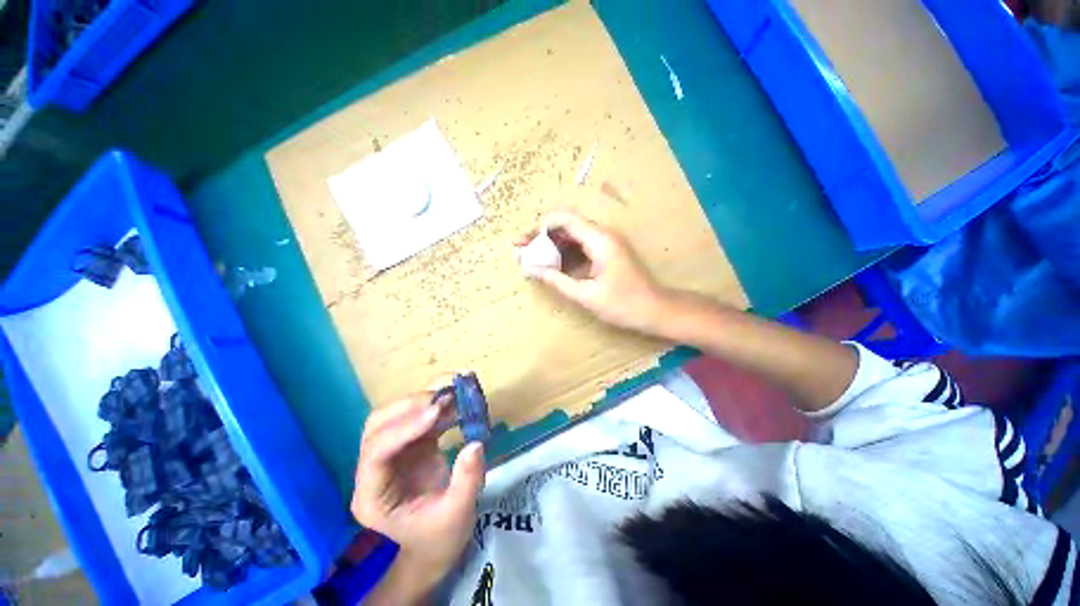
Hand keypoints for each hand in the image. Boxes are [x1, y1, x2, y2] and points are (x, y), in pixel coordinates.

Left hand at [351, 383, 485, 594]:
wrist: (435, 543)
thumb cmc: (440, 538)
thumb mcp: (457, 516)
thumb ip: (467, 480)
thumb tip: (476, 443)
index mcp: (373, 496)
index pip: (377, 453)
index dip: (405, 427)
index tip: (437, 411)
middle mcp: (377, 468)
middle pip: (380, 425)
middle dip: (413, 406)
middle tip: (446, 396)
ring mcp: (394, 452)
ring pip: (399, 413)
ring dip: (428, 397)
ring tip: (457, 388)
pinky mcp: (412, 442)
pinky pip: (423, 414)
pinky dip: (441, 401)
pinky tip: (460, 394)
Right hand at [517, 212, 670, 334]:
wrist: (655, 310)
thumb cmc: (623, 304)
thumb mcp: (586, 295)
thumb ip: (557, 281)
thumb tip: (532, 270)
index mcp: (599, 240)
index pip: (565, 219)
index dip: (541, 226)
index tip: (524, 241)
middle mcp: (603, 235)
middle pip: (567, 225)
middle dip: (543, 235)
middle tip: (522, 249)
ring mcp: (606, 243)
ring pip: (573, 235)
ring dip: (552, 244)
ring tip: (532, 257)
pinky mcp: (607, 252)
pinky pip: (581, 246)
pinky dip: (564, 253)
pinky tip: (552, 264)